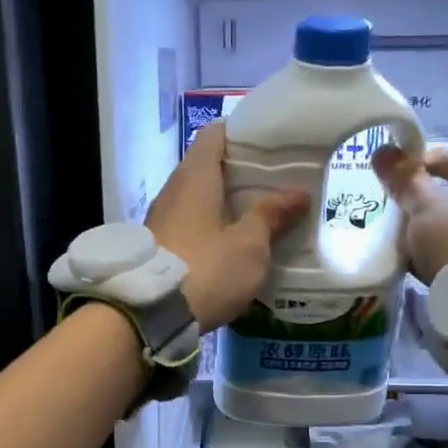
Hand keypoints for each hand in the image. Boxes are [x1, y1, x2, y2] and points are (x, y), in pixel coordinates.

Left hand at [148, 123, 309, 331]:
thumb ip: (271, 215)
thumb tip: (298, 194)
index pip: (215, 134)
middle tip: (276, 182)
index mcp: (195, 177)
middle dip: (241, 172)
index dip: (242, 133)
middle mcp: (173, 190)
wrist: (149, 315)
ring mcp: (161, 219)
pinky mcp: (158, 246)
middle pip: (208, 167)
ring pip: (199, 198)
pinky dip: (212, 225)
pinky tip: (234, 242)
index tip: (270, 143)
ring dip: (226, 202)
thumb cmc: (206, 269)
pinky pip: (190, 223)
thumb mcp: (249, 246)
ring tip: (261, 213)